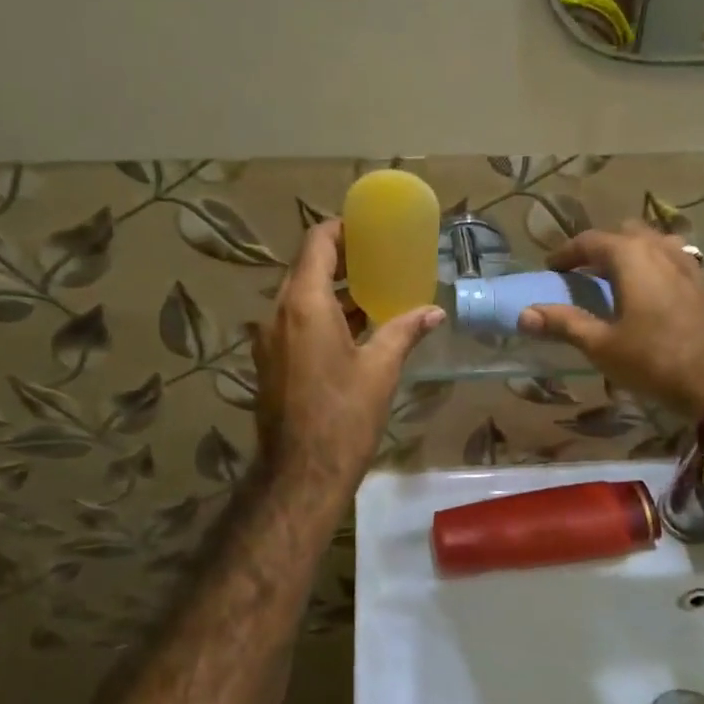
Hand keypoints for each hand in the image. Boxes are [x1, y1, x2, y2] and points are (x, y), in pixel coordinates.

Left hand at [251, 219, 443, 494]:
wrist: (301, 474)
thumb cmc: (344, 416)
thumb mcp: (380, 370)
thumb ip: (404, 331)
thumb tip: (434, 312)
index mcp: (304, 305)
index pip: (316, 244)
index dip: (340, 229)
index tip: (367, 229)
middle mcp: (278, 313)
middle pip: (306, 268)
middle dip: (340, 260)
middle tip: (378, 258)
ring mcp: (269, 340)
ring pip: (299, 297)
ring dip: (332, 290)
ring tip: (371, 292)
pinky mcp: (270, 362)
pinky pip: (295, 322)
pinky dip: (321, 315)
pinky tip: (353, 329)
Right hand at [518, 222, 703, 416]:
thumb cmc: (655, 359)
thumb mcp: (602, 345)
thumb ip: (564, 324)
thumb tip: (524, 314)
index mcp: (631, 256)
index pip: (590, 240)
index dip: (566, 253)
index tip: (551, 269)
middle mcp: (661, 248)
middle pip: (624, 233)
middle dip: (601, 248)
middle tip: (583, 272)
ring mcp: (689, 263)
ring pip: (653, 243)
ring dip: (631, 254)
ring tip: (617, 279)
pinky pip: (673, 261)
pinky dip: (654, 267)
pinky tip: (651, 293)